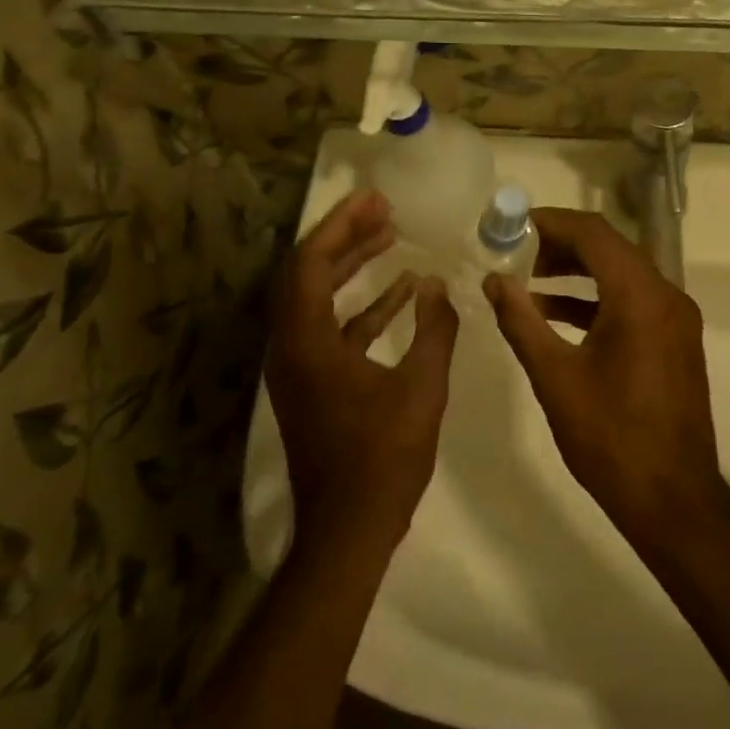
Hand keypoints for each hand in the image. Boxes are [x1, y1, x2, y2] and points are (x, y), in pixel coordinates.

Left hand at [266, 190, 458, 560]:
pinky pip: (332, 326)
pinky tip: (402, 293)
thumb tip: (438, 285)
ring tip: (391, 238)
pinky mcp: (314, 382)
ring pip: (319, 298)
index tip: (375, 199)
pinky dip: (362, 305)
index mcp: (307, 342)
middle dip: (345, 236)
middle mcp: (291, 347)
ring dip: (353, 266)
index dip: (341, 225)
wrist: (348, 529)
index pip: (312, 263)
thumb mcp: (421, 388)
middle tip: (383, 210)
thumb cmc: (384, 457)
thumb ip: (434, 329)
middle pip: (308, 273)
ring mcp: (299, 366)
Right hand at [483, 208, 724, 543]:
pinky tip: (554, 314)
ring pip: (620, 274)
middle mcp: (666, 295)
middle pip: (609, 248)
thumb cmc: (610, 437)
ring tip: (526, 280)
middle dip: (559, 245)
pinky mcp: (674, 340)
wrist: (672, 499)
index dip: (549, 222)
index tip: (510, 224)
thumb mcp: (555, 376)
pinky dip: (595, 300)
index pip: (593, 233)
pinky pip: (632, 302)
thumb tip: (493, 280)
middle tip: (513, 251)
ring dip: (576, 272)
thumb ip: (521, 320)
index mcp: (640, 295)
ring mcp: (675, 318)